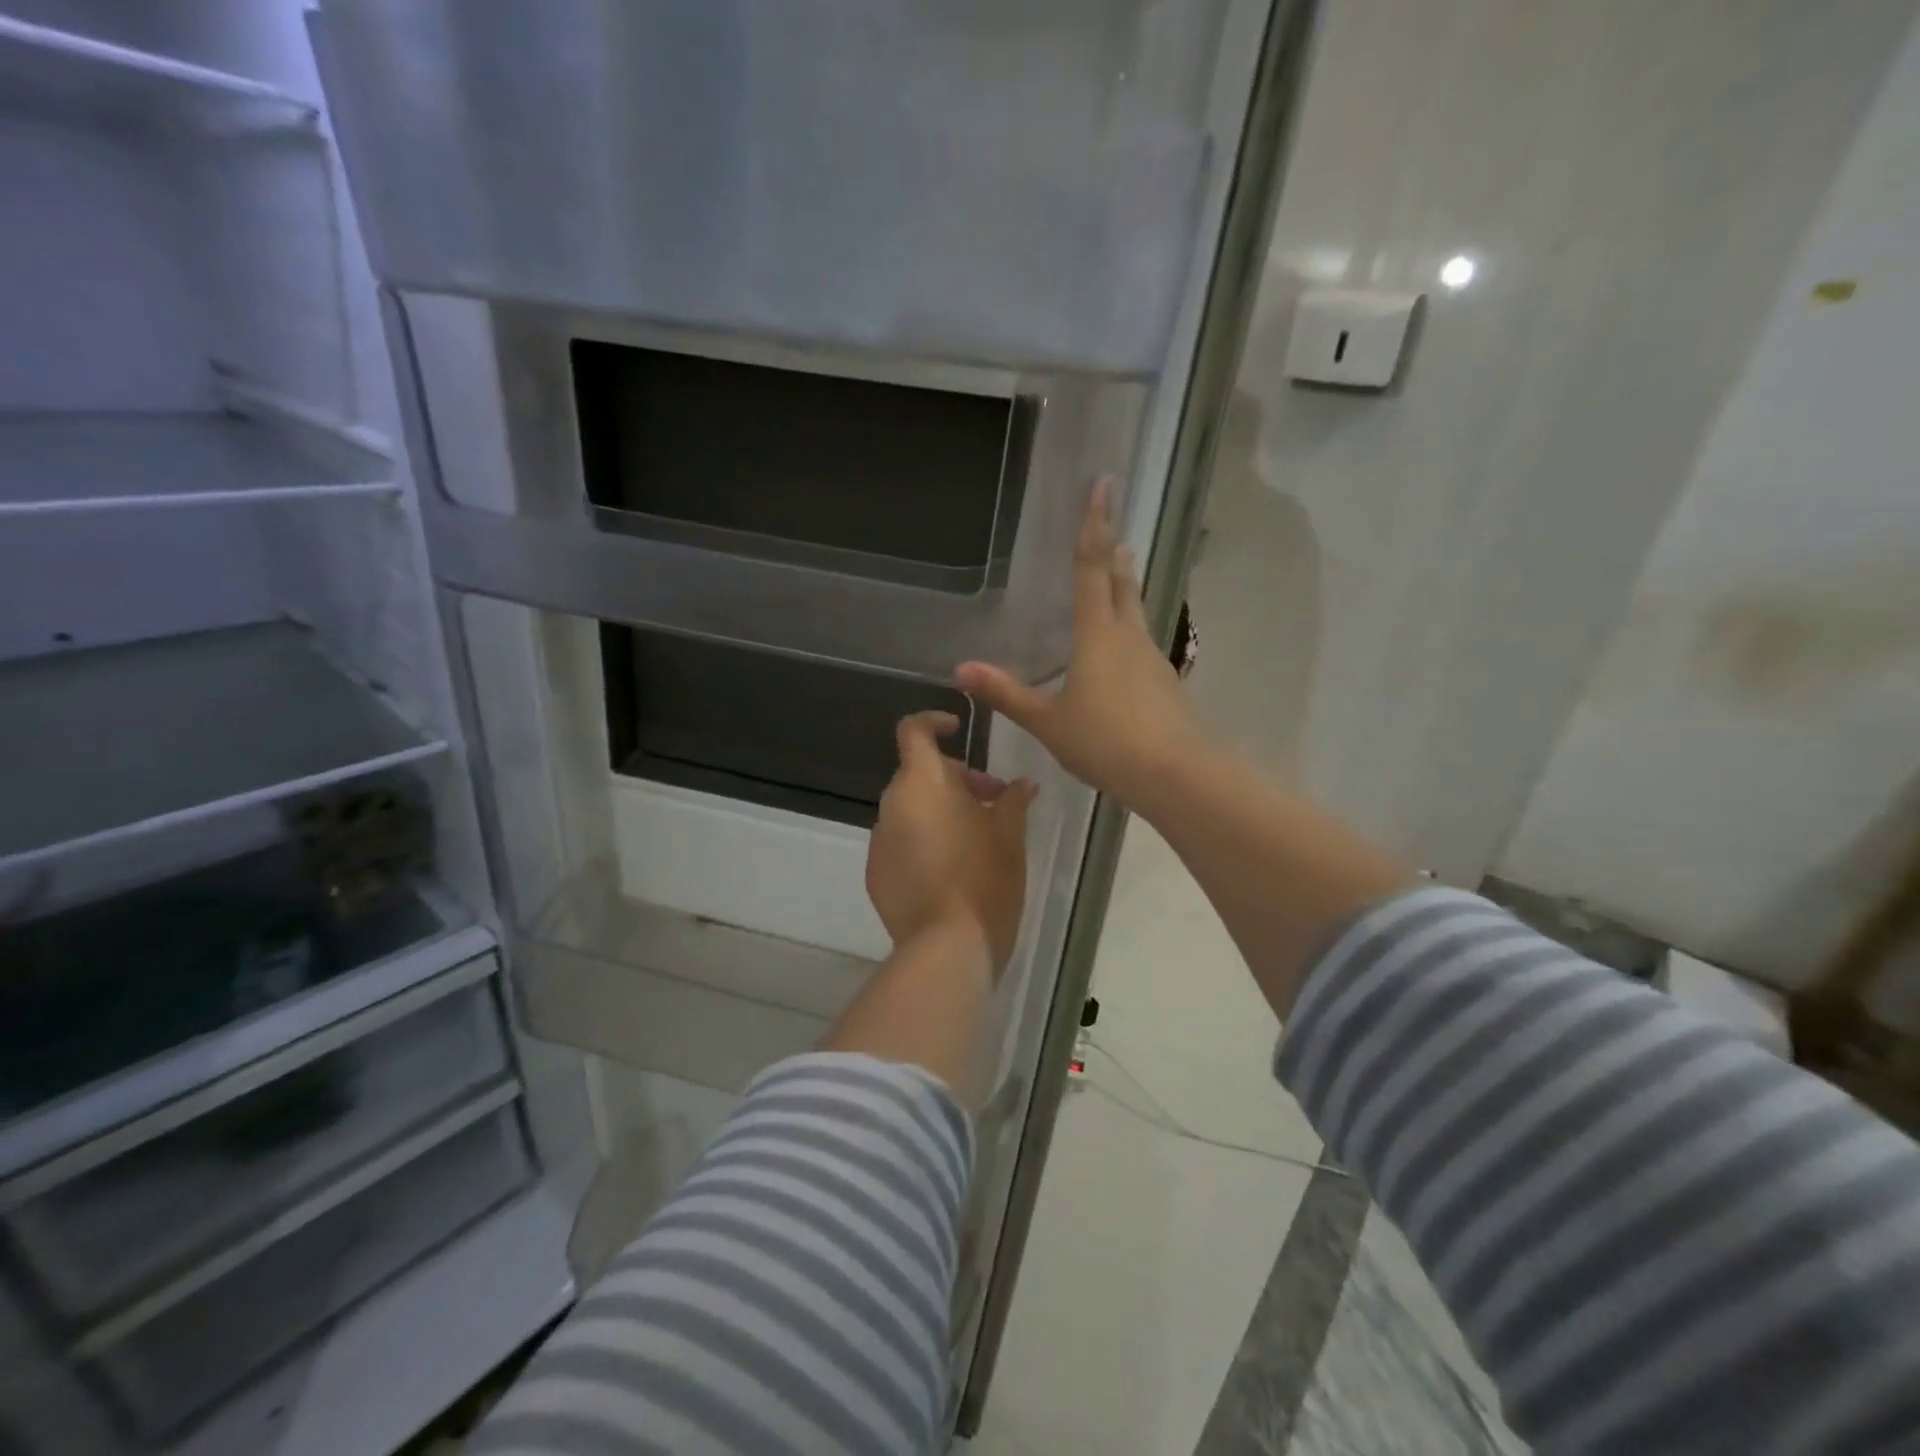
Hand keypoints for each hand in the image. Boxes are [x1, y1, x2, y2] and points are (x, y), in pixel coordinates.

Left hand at [866, 712, 1035, 975]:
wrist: (947, 946)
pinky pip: (900, 844)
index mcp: (922, 783)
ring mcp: (880, 841)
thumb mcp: (1010, 834)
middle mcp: (892, 805)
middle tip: (992, 802)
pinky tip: (951, 871)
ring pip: (910, 811)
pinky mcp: (876, 875)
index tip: (958, 730)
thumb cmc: (985, 879)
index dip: (933, 721)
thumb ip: (1013, 800)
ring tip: (975, 840)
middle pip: (919, 774)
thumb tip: (1022, 784)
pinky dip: (922, 843)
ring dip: (939, 813)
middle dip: (955, 780)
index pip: (914, 731)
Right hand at [957, 479, 1208, 808]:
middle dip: (1114, 552)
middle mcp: (1129, 637)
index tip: (1104, 485)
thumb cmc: (1105, 741)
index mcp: (1098, 635)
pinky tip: (1123, 652)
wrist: (1176, 775)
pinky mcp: (1166, 685)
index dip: (1093, 525)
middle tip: (1111, 527)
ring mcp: (1153, 660)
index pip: (1092, 568)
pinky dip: (1130, 632)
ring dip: (1126, 589)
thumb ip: (1007, 694)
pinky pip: (1143, 646)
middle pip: (1121, 584)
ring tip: (1118, 575)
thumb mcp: (1048, 721)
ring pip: (1136, 613)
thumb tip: (961, 670)